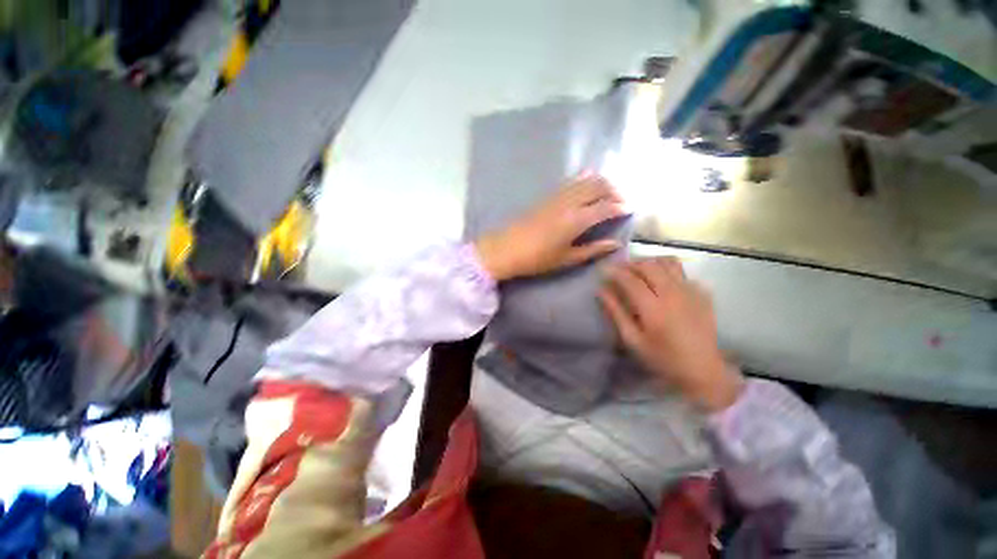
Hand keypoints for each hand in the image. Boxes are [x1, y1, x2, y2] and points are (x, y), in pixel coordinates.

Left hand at [474, 172, 625, 280]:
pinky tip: (588, 183)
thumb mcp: (567, 259)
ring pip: (586, 180)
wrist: (506, 249)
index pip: (606, 207)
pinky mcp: (548, 196)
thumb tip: (615, 244)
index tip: (631, 210)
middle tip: (622, 201)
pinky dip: (584, 179)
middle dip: (615, 190)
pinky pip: (571, 182)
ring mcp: (558, 196)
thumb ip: (593, 250)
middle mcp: (570, 203)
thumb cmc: (537, 259)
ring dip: (601, 182)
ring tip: (609, 193)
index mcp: (577, 220)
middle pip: (599, 186)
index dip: (621, 207)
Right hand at [599, 257, 742, 411]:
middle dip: (631, 264)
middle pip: (649, 265)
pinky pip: (682, 272)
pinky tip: (662, 283)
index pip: (630, 279)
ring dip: (650, 262)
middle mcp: (672, 293)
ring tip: (640, 271)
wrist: (703, 370)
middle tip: (620, 271)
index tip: (604, 269)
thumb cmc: (662, 358)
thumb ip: (616, 313)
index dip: (614, 271)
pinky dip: (668, 271)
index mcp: (653, 307)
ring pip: (668, 262)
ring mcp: (691, 291)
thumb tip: (601, 291)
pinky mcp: (702, 293)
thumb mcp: (632, 340)